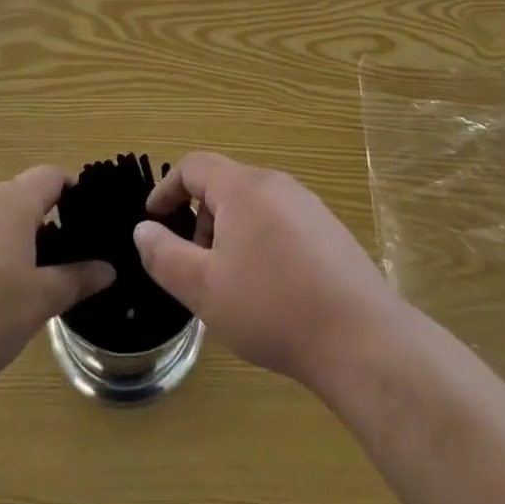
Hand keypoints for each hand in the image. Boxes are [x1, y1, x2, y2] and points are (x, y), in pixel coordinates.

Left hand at [0, 166, 113, 404]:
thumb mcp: (40, 303)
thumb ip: (77, 279)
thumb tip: (108, 268)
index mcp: (10, 202)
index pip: (50, 176)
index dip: (71, 191)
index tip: (84, 217)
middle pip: (15, 199)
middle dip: (34, 225)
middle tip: (49, 266)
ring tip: (6, 287)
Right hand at [132, 152, 398, 387]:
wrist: (359, 337)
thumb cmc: (272, 307)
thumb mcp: (203, 288)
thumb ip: (165, 255)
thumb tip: (144, 229)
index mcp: (244, 187)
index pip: (195, 166)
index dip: (167, 189)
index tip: (152, 220)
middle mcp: (277, 184)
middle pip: (225, 186)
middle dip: (200, 220)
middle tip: (194, 268)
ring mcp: (308, 206)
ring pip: (254, 207)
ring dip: (230, 235)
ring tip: (231, 285)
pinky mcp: (329, 231)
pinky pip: (280, 223)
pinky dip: (260, 244)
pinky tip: (270, 292)